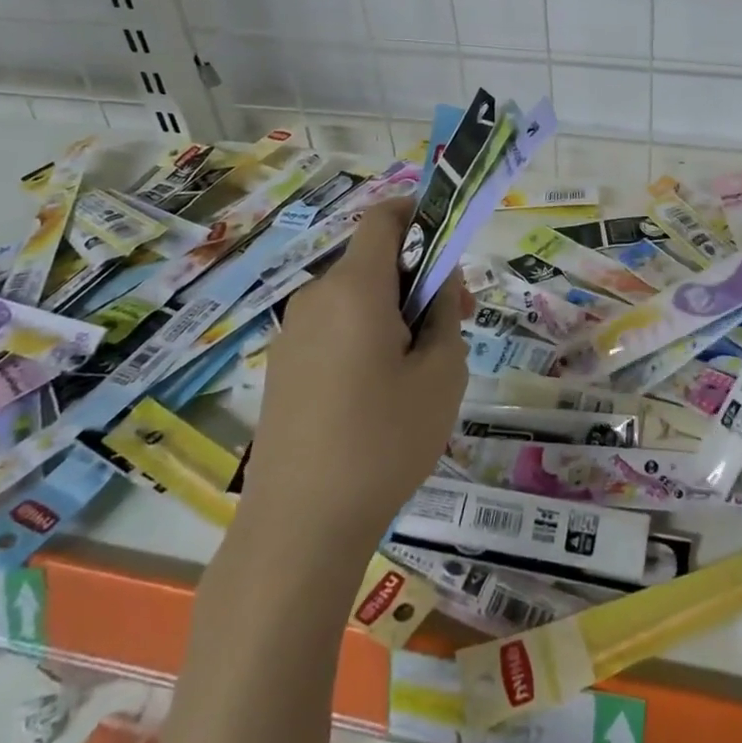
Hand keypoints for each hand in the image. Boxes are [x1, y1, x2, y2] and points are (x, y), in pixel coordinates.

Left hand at [239, 198, 468, 547]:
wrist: (299, 528)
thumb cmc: (385, 441)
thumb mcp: (442, 372)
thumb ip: (447, 311)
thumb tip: (439, 279)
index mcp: (355, 288)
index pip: (384, 217)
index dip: (420, 214)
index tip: (452, 246)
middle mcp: (317, 298)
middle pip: (375, 260)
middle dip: (420, 276)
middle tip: (458, 323)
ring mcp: (293, 333)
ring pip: (357, 296)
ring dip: (396, 309)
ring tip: (424, 367)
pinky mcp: (283, 366)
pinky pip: (335, 327)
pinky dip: (367, 334)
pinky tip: (383, 392)